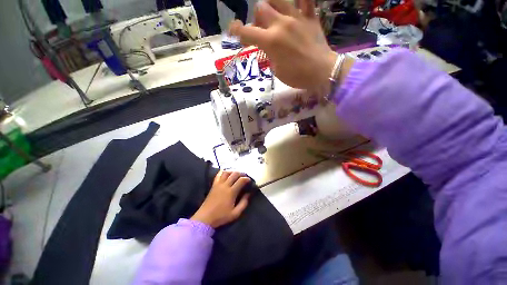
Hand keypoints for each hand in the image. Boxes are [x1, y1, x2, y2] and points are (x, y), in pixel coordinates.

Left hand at [191, 171, 250, 227]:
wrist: (205, 218)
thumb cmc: (221, 216)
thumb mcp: (235, 213)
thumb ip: (243, 203)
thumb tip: (248, 194)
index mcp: (231, 192)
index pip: (241, 180)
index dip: (246, 179)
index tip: (249, 180)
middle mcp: (225, 185)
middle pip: (234, 174)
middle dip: (241, 173)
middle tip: (244, 176)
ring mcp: (218, 184)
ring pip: (226, 172)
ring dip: (233, 171)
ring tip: (236, 174)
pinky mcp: (214, 185)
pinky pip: (218, 175)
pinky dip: (223, 172)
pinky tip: (226, 173)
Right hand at [229, 0, 336, 90]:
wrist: (322, 71)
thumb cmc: (297, 76)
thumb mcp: (277, 71)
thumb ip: (270, 55)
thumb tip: (268, 47)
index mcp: (270, 42)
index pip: (247, 32)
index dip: (236, 31)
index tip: (233, 31)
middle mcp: (281, 24)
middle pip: (260, 8)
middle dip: (257, 18)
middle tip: (262, 29)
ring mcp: (297, 18)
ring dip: (272, 5)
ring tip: (274, 15)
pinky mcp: (310, 17)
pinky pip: (306, 0)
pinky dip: (300, 0)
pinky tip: (296, 5)